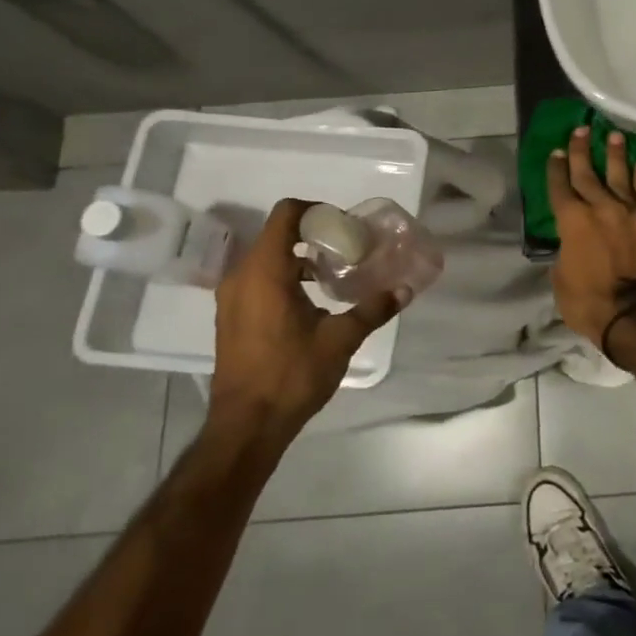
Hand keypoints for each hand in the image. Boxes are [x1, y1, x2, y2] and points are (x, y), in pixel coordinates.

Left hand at [211, 199, 405, 446]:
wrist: (246, 425)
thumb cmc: (291, 375)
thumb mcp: (340, 339)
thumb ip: (373, 309)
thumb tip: (405, 289)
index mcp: (265, 271)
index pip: (285, 214)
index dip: (315, 210)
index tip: (343, 226)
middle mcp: (241, 276)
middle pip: (277, 234)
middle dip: (313, 234)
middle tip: (347, 248)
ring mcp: (231, 297)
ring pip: (266, 257)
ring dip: (298, 257)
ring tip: (333, 274)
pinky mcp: (231, 316)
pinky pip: (258, 278)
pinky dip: (284, 276)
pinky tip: (311, 300)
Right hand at [548, 126, 635, 346]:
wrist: (634, 314)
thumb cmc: (588, 301)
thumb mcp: (561, 277)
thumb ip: (566, 251)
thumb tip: (572, 244)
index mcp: (572, 221)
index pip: (560, 187)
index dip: (557, 169)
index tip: (557, 152)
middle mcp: (599, 208)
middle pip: (588, 173)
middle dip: (582, 150)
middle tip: (581, 129)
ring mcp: (628, 213)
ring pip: (620, 176)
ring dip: (616, 155)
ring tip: (615, 136)